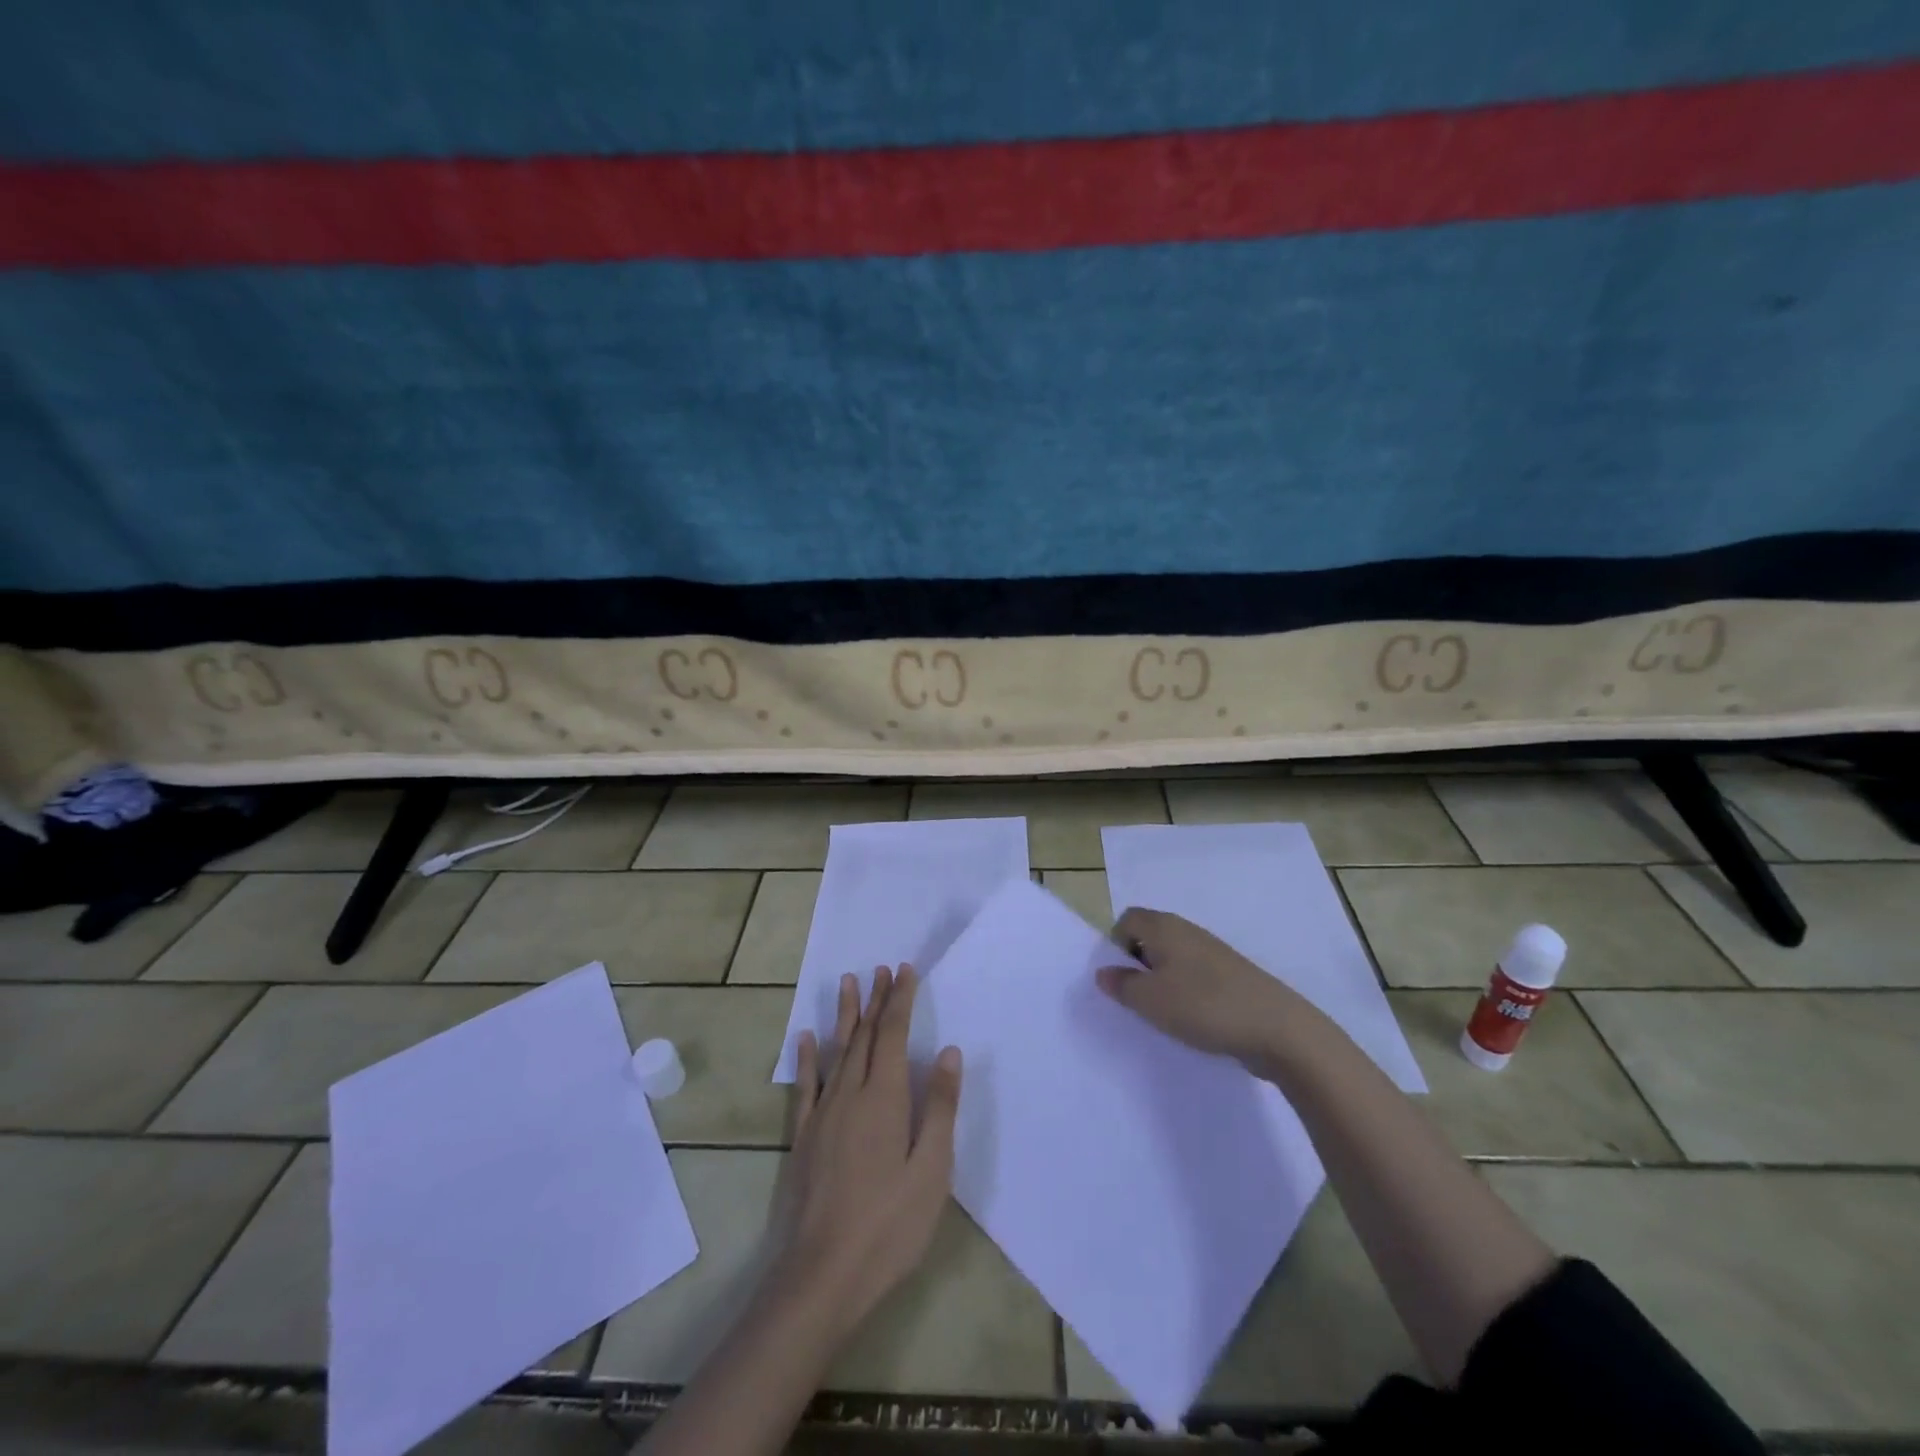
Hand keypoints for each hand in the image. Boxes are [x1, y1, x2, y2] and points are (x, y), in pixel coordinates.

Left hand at [770, 965, 961, 1336]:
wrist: (823, 1274)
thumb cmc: (889, 1224)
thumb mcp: (931, 1169)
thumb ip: (939, 1107)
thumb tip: (948, 1051)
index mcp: (884, 1097)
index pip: (893, 1034)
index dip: (900, 1000)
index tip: (905, 971)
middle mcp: (851, 1094)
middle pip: (865, 1035)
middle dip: (876, 999)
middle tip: (882, 968)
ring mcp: (823, 1114)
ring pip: (836, 1051)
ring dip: (844, 1014)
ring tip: (848, 981)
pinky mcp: (805, 1137)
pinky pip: (806, 1085)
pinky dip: (807, 1058)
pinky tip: (806, 1038)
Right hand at [1096, 907, 1300, 1064]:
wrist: (1277, 1028)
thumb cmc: (1203, 1006)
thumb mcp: (1149, 1000)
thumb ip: (1121, 985)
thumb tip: (1104, 972)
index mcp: (1164, 927)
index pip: (1127, 919)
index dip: (1116, 944)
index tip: (1120, 977)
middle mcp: (1188, 931)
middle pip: (1150, 937)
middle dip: (1138, 965)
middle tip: (1138, 998)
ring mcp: (1213, 952)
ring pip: (1174, 959)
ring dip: (1163, 982)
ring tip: (1165, 1014)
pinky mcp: (1232, 975)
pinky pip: (1196, 976)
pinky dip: (1188, 993)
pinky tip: (1193, 1020)